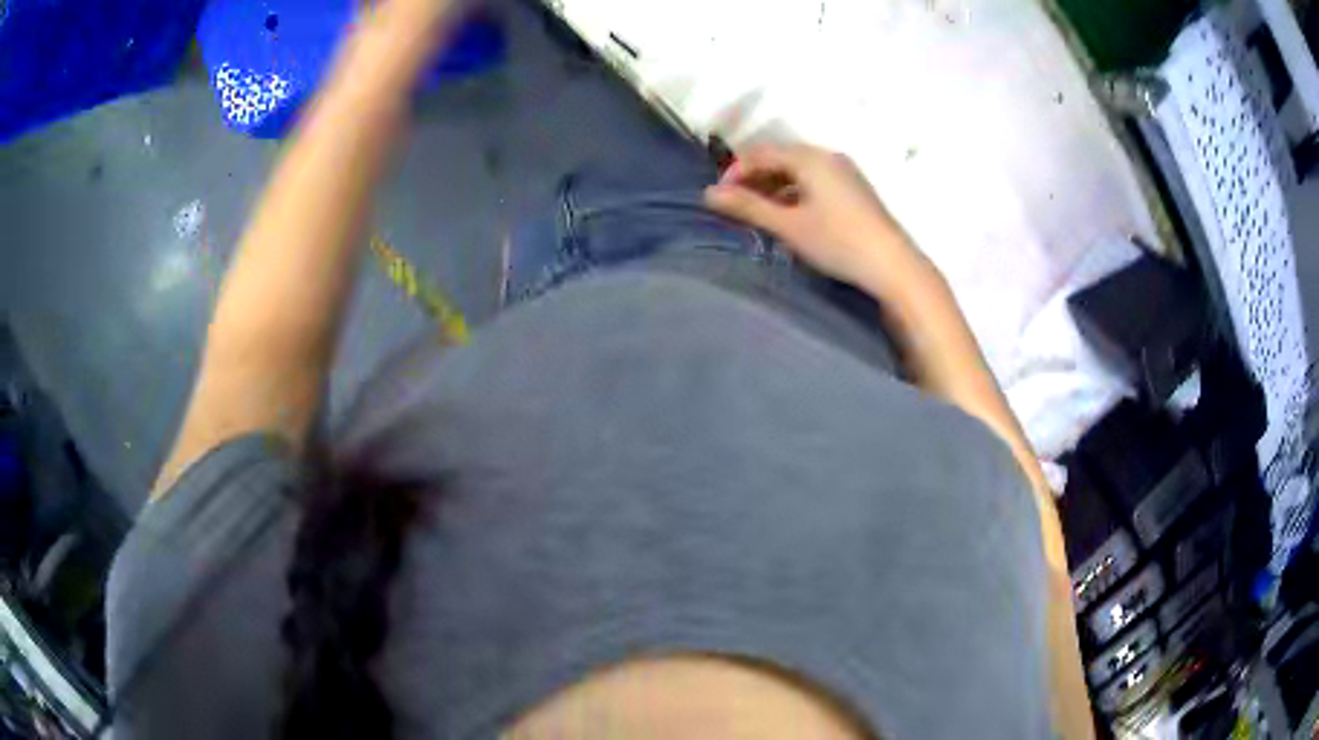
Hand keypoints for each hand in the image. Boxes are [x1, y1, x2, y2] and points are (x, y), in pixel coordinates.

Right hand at [704, 144, 927, 293]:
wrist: (893, 265)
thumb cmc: (838, 242)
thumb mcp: (789, 225)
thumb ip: (748, 207)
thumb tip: (708, 194)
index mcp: (810, 157)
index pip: (761, 152)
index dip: (735, 171)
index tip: (719, 198)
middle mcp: (827, 156)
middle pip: (780, 157)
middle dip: (754, 178)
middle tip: (736, 205)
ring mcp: (844, 171)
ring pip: (797, 170)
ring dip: (773, 186)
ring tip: (758, 213)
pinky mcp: (853, 189)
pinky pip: (814, 180)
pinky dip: (794, 192)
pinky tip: (789, 215)